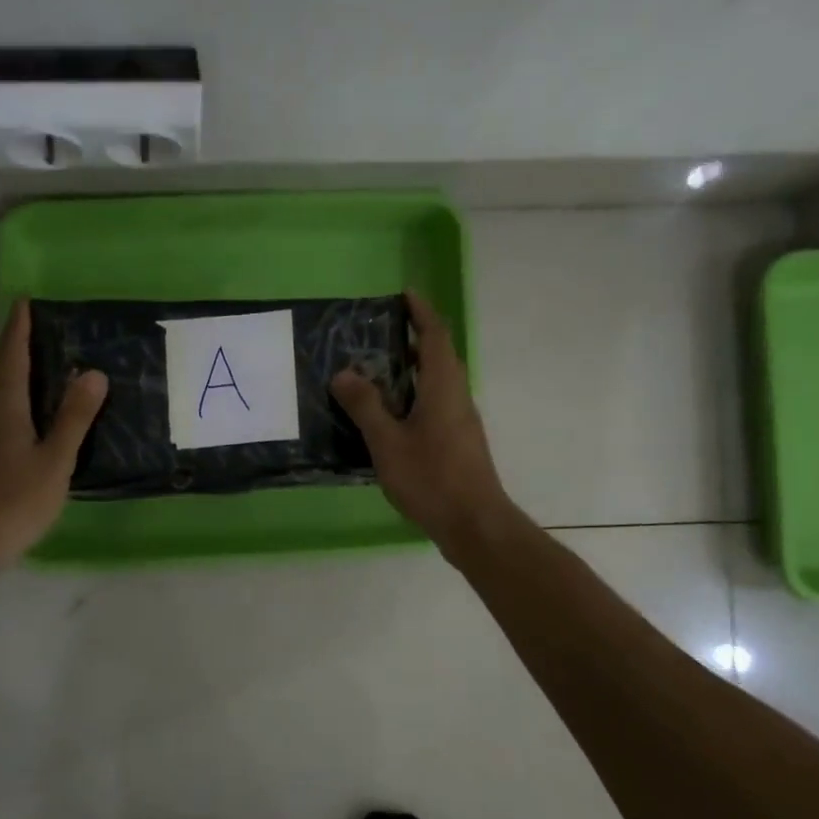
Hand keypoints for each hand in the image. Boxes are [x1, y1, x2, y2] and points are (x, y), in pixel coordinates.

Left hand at [0, 300, 106, 574]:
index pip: (11, 354)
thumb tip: (93, 373)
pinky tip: (29, 420)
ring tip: (41, 374)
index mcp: (3, 405)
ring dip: (10, 374)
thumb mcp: (55, 460)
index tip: (26, 301)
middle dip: (12, 348)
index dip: (18, 327)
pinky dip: (9, 400)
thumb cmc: (13, 500)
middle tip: (39, 338)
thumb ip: (74, 417)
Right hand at [330, 290, 517, 553]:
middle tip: (380, 332)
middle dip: (415, 338)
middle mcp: (457, 397)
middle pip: (440, 356)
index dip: (421, 313)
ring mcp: (461, 421)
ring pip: (438, 382)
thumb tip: (344, 373)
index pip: (436, 336)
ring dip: (414, 369)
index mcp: (444, 387)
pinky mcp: (459, 443)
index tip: (404, 295)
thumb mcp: (388, 442)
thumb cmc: (431, 478)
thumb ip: (366, 406)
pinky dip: (415, 395)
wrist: (474, 524)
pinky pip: (436, 404)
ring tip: (378, 370)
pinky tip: (391, 415)